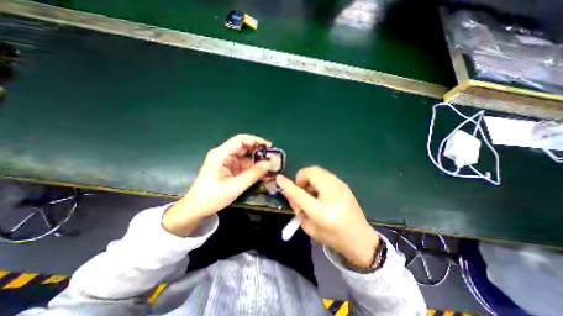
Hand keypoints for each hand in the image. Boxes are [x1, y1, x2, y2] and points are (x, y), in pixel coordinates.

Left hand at [164, 134, 272, 236]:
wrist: (196, 209)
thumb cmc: (211, 197)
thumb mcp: (234, 186)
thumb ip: (253, 175)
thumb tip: (269, 164)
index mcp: (221, 154)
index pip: (240, 140)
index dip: (256, 140)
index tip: (269, 146)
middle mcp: (224, 155)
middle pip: (244, 147)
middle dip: (259, 151)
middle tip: (273, 157)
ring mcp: (227, 162)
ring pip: (246, 157)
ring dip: (257, 161)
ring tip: (271, 166)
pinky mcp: (230, 169)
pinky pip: (244, 166)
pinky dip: (254, 169)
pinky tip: (263, 174)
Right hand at [277, 167, 376, 267]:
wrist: (361, 240)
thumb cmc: (333, 238)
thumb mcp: (310, 228)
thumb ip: (298, 208)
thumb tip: (289, 192)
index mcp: (323, 212)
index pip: (300, 194)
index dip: (288, 185)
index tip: (279, 178)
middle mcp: (333, 194)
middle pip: (311, 173)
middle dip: (301, 178)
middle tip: (301, 190)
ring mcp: (341, 186)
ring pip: (318, 170)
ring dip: (309, 178)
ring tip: (311, 192)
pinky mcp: (344, 184)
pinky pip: (325, 174)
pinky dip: (317, 179)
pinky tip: (320, 191)